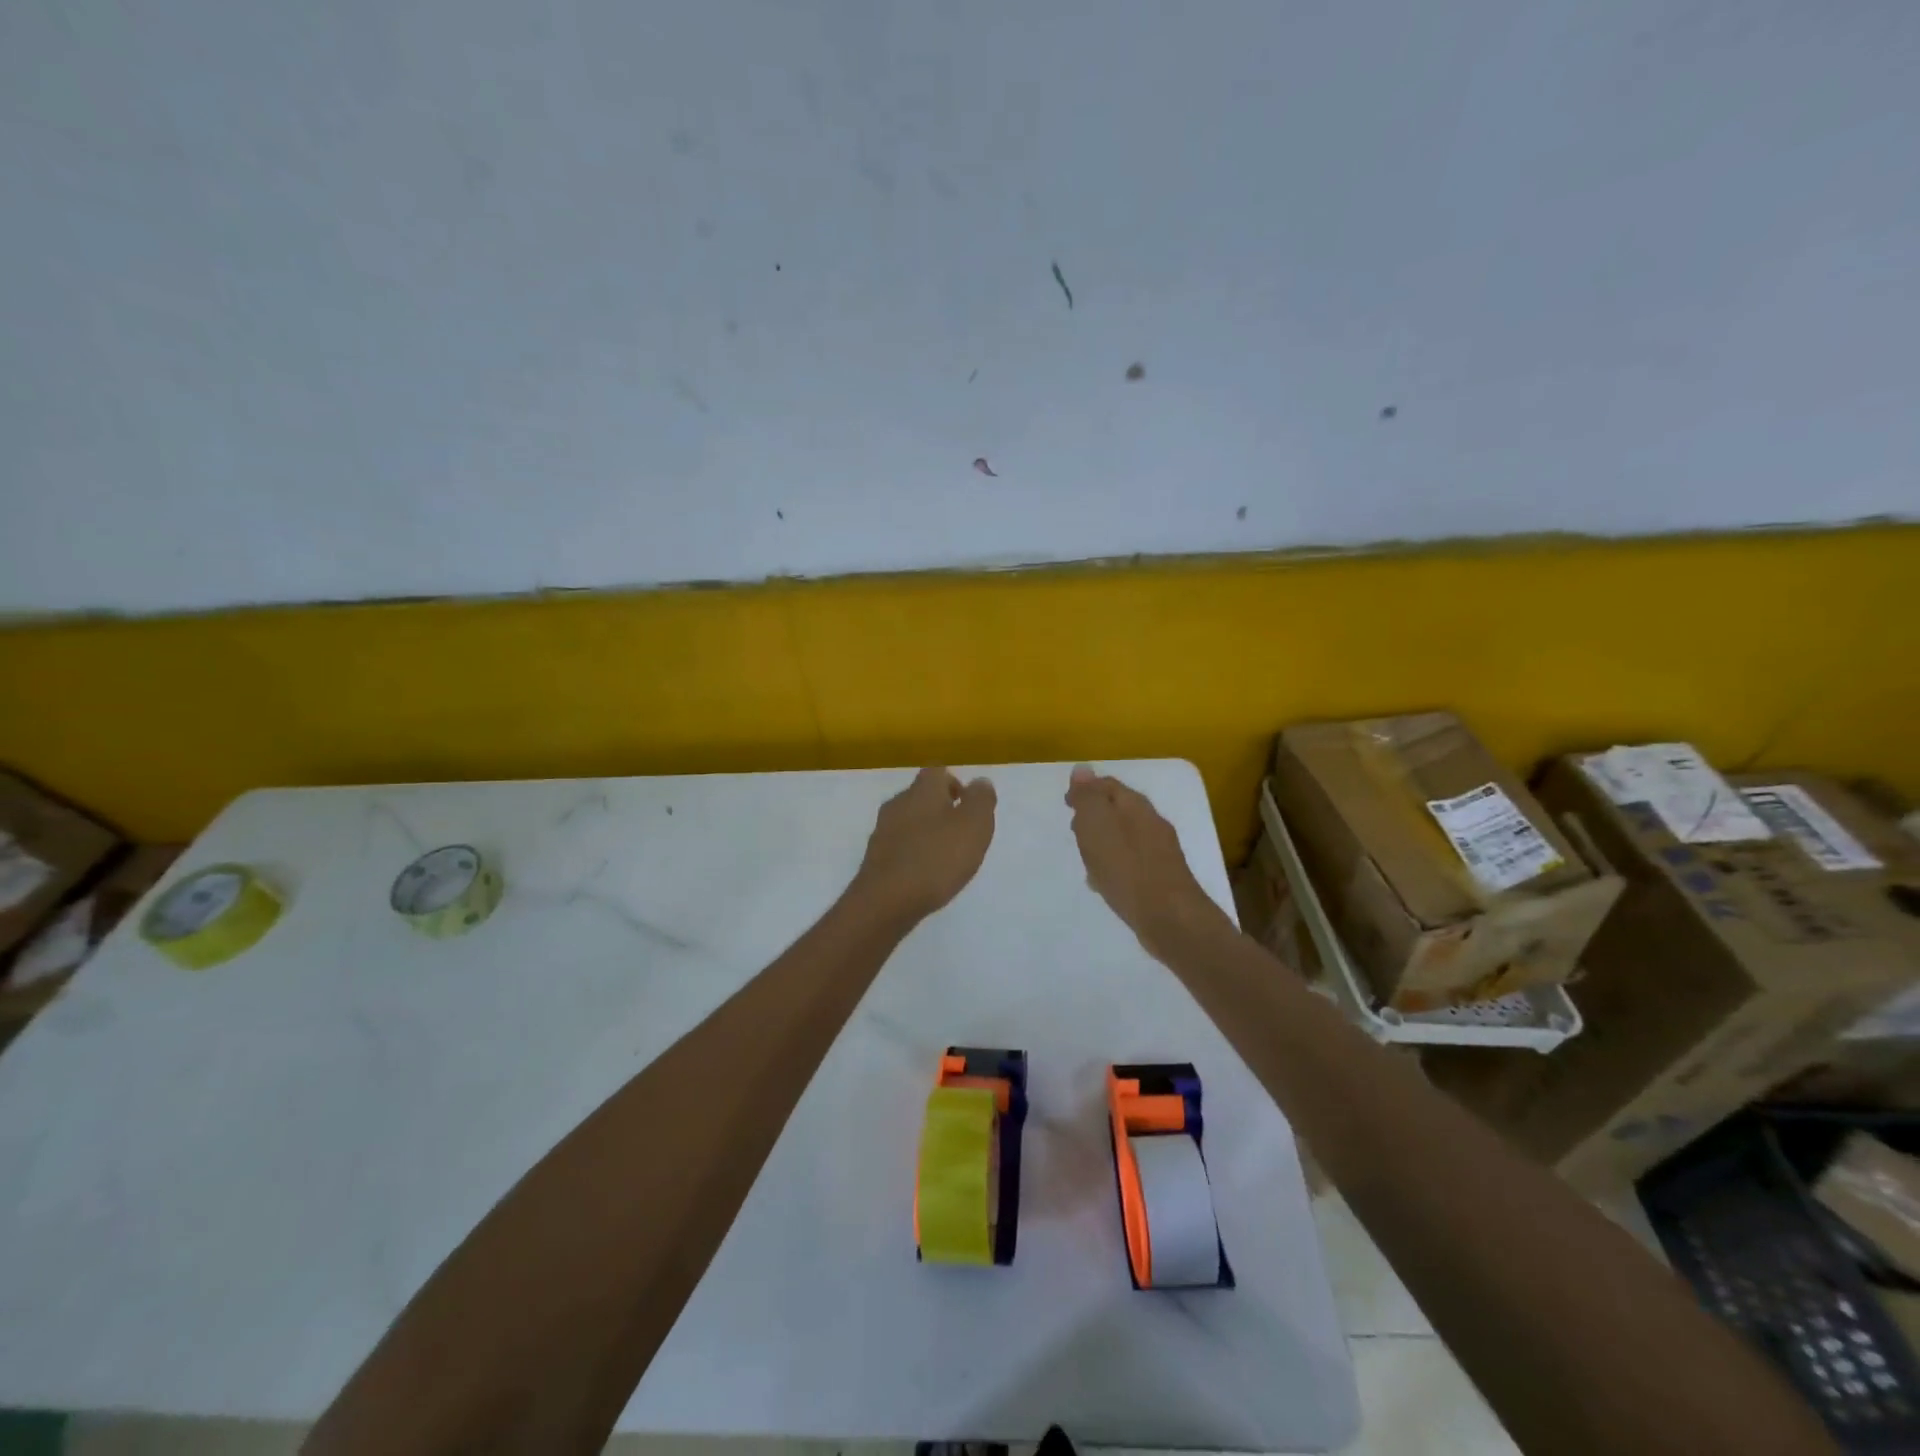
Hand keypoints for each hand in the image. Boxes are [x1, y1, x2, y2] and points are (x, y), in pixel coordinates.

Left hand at [850, 767, 997, 922]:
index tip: (969, 808)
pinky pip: (900, 846)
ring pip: (909, 821)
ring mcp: (882, 831)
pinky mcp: (875, 857)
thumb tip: (980, 782)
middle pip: (922, 796)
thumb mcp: (974, 825)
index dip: (955, 785)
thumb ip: (981, 799)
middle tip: (962, 835)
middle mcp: (898, 803)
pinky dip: (914, 854)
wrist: (887, 900)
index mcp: (923, 790)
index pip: (937, 772)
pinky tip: (925, 875)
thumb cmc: (937, 858)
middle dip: (942, 810)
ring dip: (927, 833)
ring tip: (946, 859)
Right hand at [1065, 764, 1230, 959]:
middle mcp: (1152, 823)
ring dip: (1105, 840)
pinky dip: (1115, 863)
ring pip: (1125, 836)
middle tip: (1074, 827)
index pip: (1108, 786)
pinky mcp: (1161, 879)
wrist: (1170, 918)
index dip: (1085, 790)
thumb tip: (1082, 768)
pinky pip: (1131, 862)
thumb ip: (1088, 797)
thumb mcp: (1098, 825)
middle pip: (1119, 810)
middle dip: (1095, 814)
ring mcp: (1160, 852)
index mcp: (1136, 806)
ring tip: (1085, 856)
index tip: (1066, 803)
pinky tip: (1104, 882)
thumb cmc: (1127, 868)